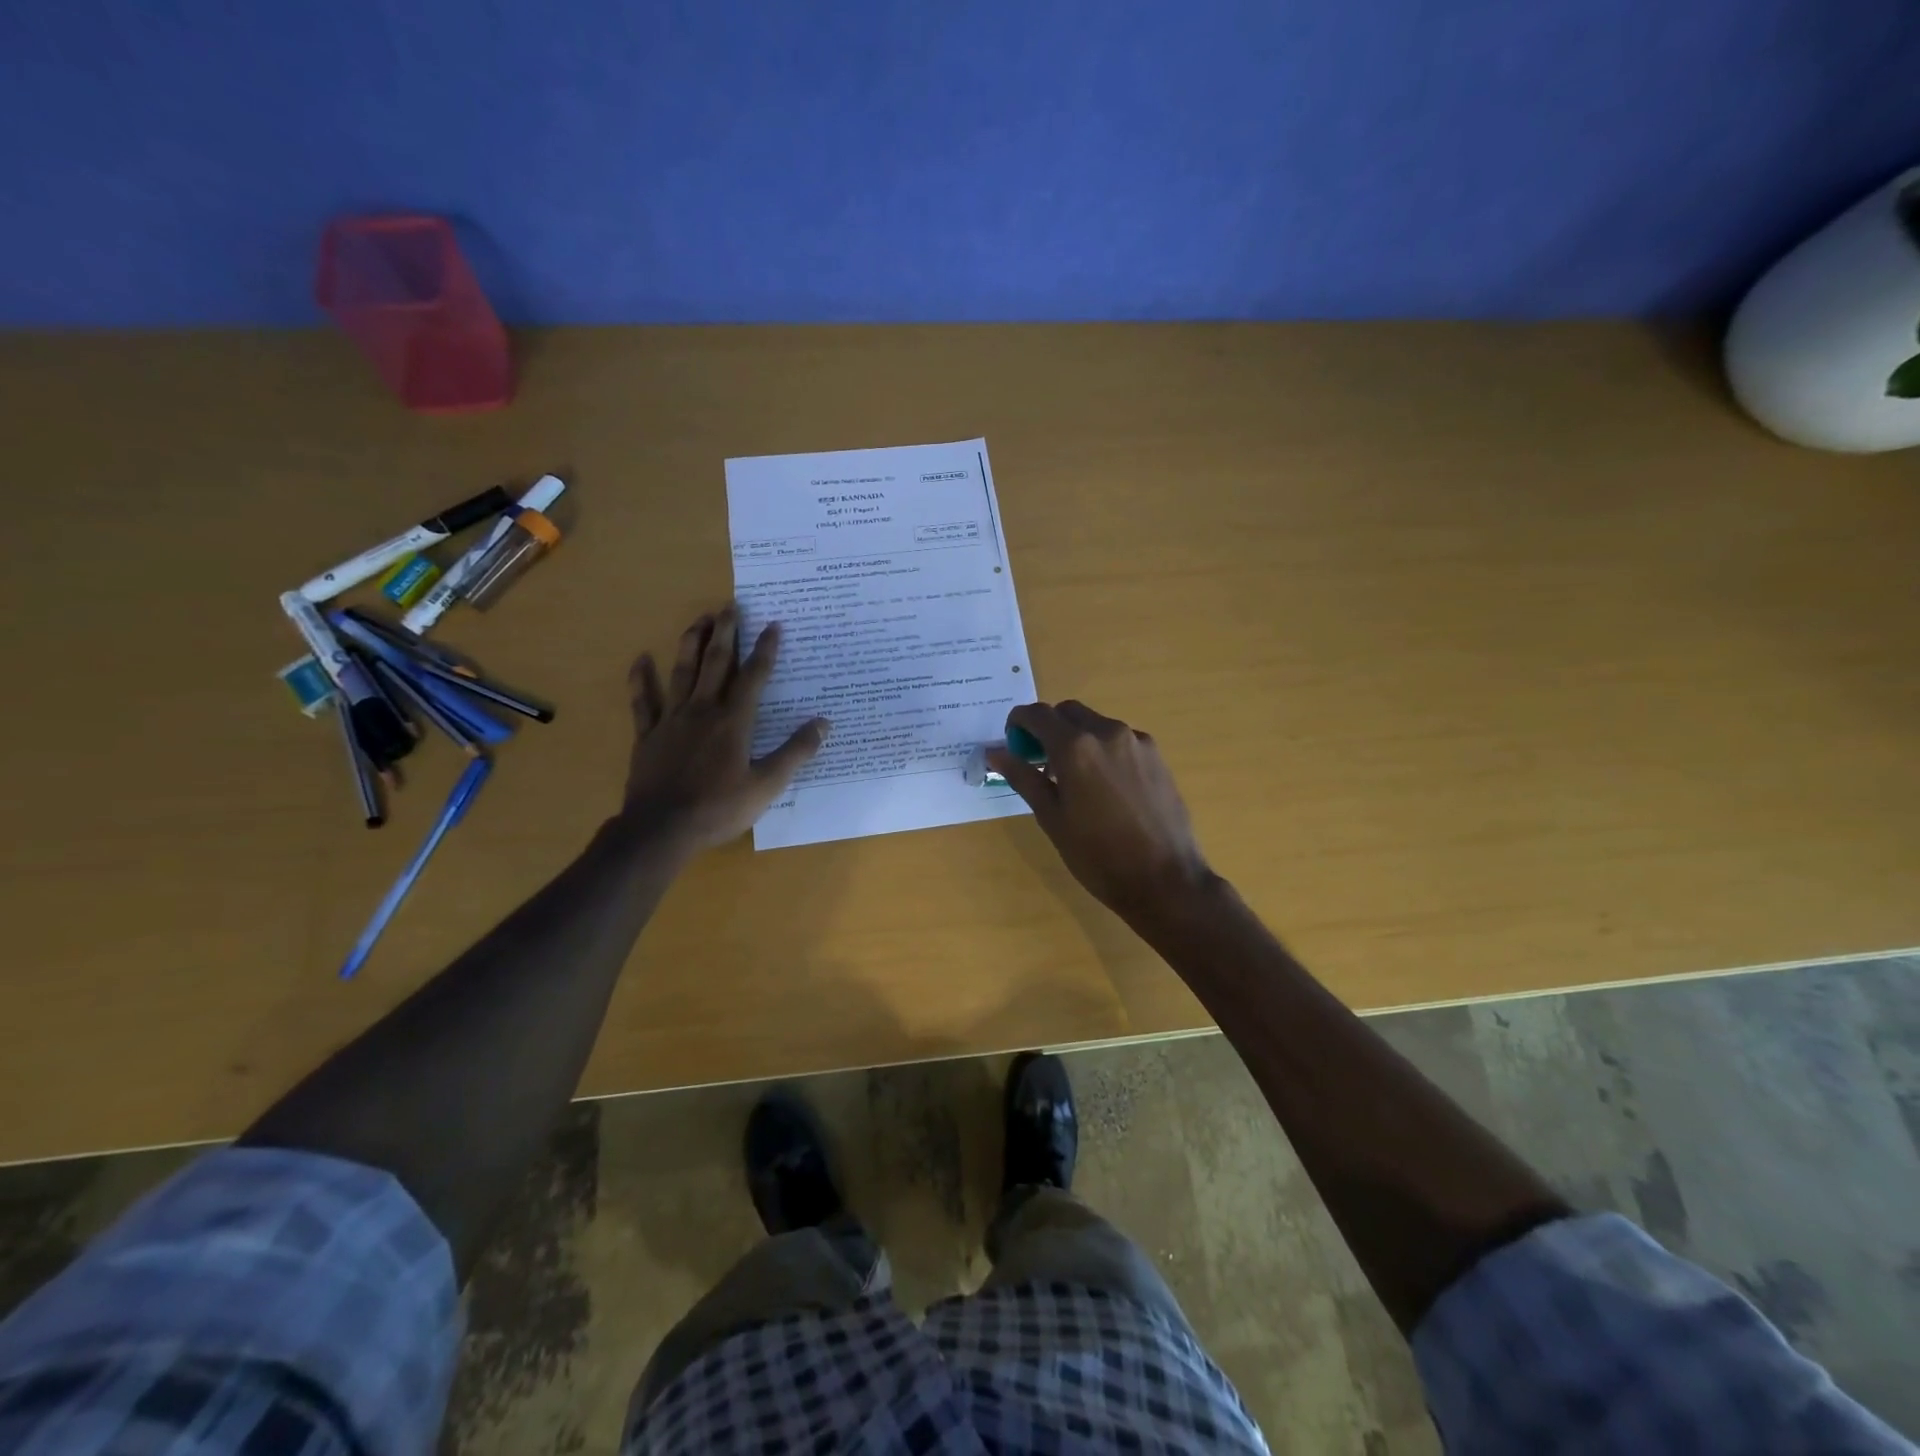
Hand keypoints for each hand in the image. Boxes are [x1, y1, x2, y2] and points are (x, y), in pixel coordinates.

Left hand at [623, 605, 828, 851]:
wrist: (661, 829)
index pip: (754, 677)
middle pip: (716, 664)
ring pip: (682, 672)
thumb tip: (823, 723)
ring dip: (691, 643)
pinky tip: (640, 659)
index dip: (765, 650)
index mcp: (733, 722)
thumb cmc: (719, 808)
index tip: (773, 625)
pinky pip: (643, 701)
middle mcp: (702, 711)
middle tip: (730, 606)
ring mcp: (671, 720)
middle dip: (726, 633)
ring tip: (699, 619)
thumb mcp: (767, 785)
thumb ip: (795, 752)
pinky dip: (641, 679)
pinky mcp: (648, 735)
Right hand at [989, 701, 1213, 916]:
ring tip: (1074, 779)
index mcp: (1075, 748)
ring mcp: (1137, 742)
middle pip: (1068, 712)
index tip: (1014, 744)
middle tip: (1041, 762)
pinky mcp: (1157, 756)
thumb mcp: (1052, 818)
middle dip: (1049, 728)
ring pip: (1096, 724)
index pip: (1038, 714)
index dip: (1019, 723)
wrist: (1165, 880)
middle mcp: (1107, 733)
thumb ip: (1023, 777)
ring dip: (1077, 738)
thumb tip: (995, 752)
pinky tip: (1105, 787)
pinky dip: (1103, 750)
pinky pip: (1120, 740)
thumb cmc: (1098, 856)